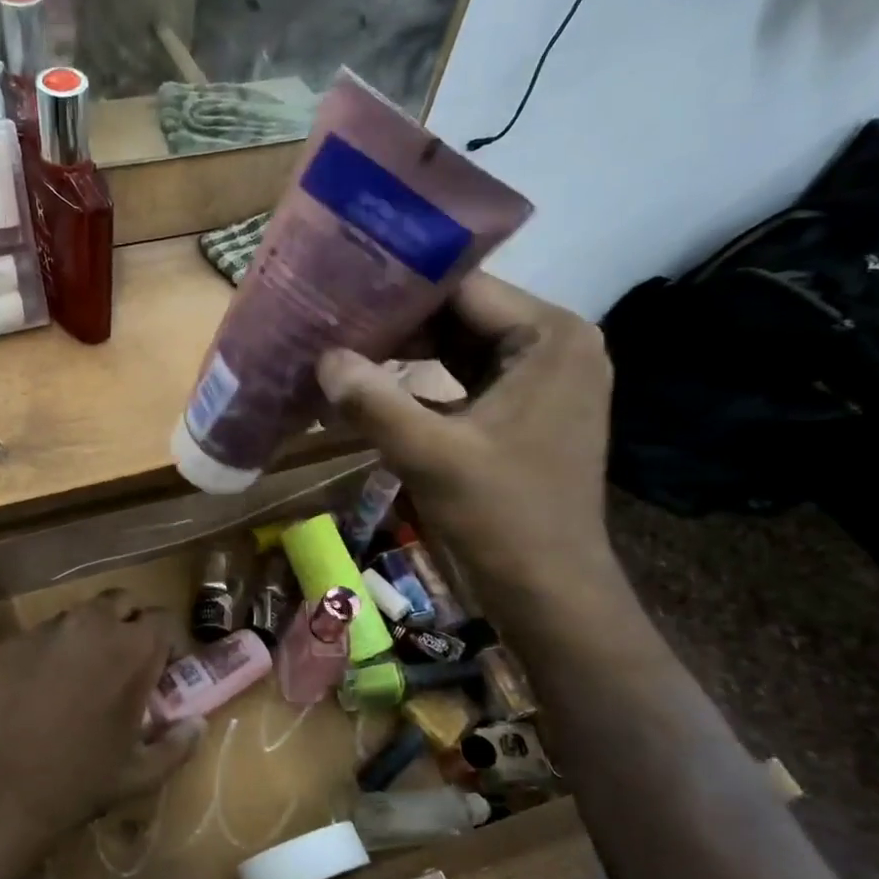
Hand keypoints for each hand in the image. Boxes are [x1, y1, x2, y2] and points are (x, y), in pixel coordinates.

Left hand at [0, 591, 204, 878]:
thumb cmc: (77, 784)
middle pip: (121, 601)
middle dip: (129, 624)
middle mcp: (90, 625)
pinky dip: (49, 653)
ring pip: (77, 616)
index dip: (168, 643)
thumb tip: (197, 724)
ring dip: (88, 636)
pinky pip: (39, 637)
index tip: (164, 670)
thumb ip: (177, 744)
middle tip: (124, 663)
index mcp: (132, 649)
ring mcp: (44, 631)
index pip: (163, 620)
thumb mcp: (139, 774)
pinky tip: (38, 692)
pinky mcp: (7, 645)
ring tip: (79, 679)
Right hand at [316, 273, 615, 602]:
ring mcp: (543, 381)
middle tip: (331, 326)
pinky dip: (422, 387)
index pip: (463, 288)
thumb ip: (373, 401)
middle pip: (461, 316)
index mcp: (550, 337)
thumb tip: (323, 359)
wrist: (549, 590)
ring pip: (459, 349)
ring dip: (405, 356)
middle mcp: (555, 345)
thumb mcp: (429, 454)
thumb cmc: (501, 515)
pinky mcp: (525, 413)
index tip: (340, 293)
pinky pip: (465, 382)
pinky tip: (372, 392)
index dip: (398, 288)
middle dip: (396, 326)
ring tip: (342, 353)